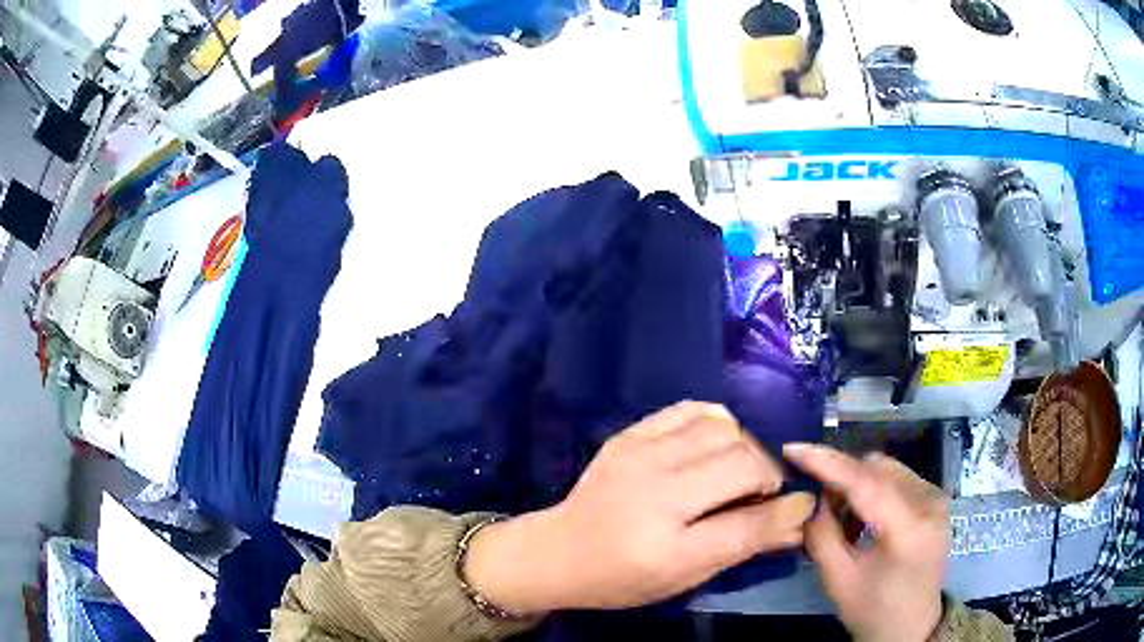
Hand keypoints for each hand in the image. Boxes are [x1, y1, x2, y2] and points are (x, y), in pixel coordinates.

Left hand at [465, 402, 815, 614]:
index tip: (802, 505)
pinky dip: (716, 423)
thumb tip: (798, 521)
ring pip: (724, 428)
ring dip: (744, 448)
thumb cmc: (623, 577)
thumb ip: (743, 546)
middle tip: (759, 493)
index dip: (787, 512)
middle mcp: (656, 493)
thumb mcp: (684, 577)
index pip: (749, 523)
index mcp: (668, 547)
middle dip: (766, 476)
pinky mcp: (630, 434)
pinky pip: (693, 409)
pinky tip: (712, 445)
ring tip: (734, 470)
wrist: (559, 551)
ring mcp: (640, 455)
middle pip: (743, 462)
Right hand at [784, 444, 949, 641]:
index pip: (867, 484)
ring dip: (857, 483)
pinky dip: (874, 488)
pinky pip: (899, 477)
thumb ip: (821, 535)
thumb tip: (808, 497)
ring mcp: (937, 498)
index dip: (829, 463)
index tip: (794, 448)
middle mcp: (930, 504)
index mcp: (909, 531)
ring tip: (841, 516)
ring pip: (887, 469)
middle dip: (841, 477)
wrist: (912, 626)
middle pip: (877, 469)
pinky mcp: (936, 499)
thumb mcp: (838, 580)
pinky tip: (863, 517)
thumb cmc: (874, 610)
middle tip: (815, 499)